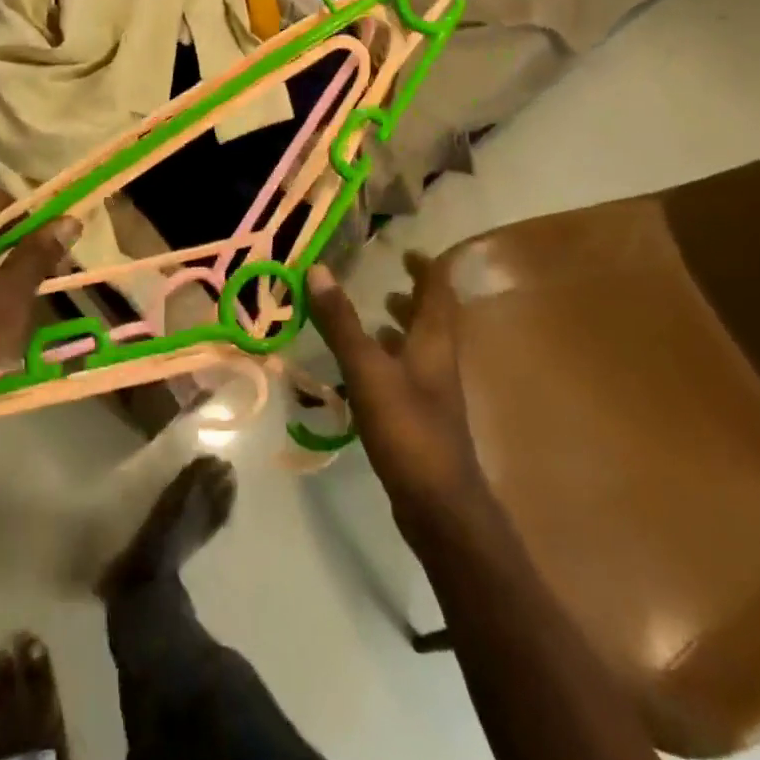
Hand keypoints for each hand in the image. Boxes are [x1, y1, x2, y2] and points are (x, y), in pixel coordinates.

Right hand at [307, 257, 492, 545]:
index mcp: (435, 341)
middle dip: (414, 297)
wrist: (440, 507)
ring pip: (422, 348)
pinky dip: (392, 361)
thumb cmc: (407, 430)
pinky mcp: (424, 419)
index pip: (439, 290)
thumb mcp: (368, 371)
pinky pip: (410, 375)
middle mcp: (440, 361)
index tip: (407, 252)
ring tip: (376, 319)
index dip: (426, 268)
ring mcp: (435, 393)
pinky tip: (368, 372)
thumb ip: (341, 323)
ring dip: (404, 329)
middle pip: (434, 318)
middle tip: (387, 284)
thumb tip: (318, 270)